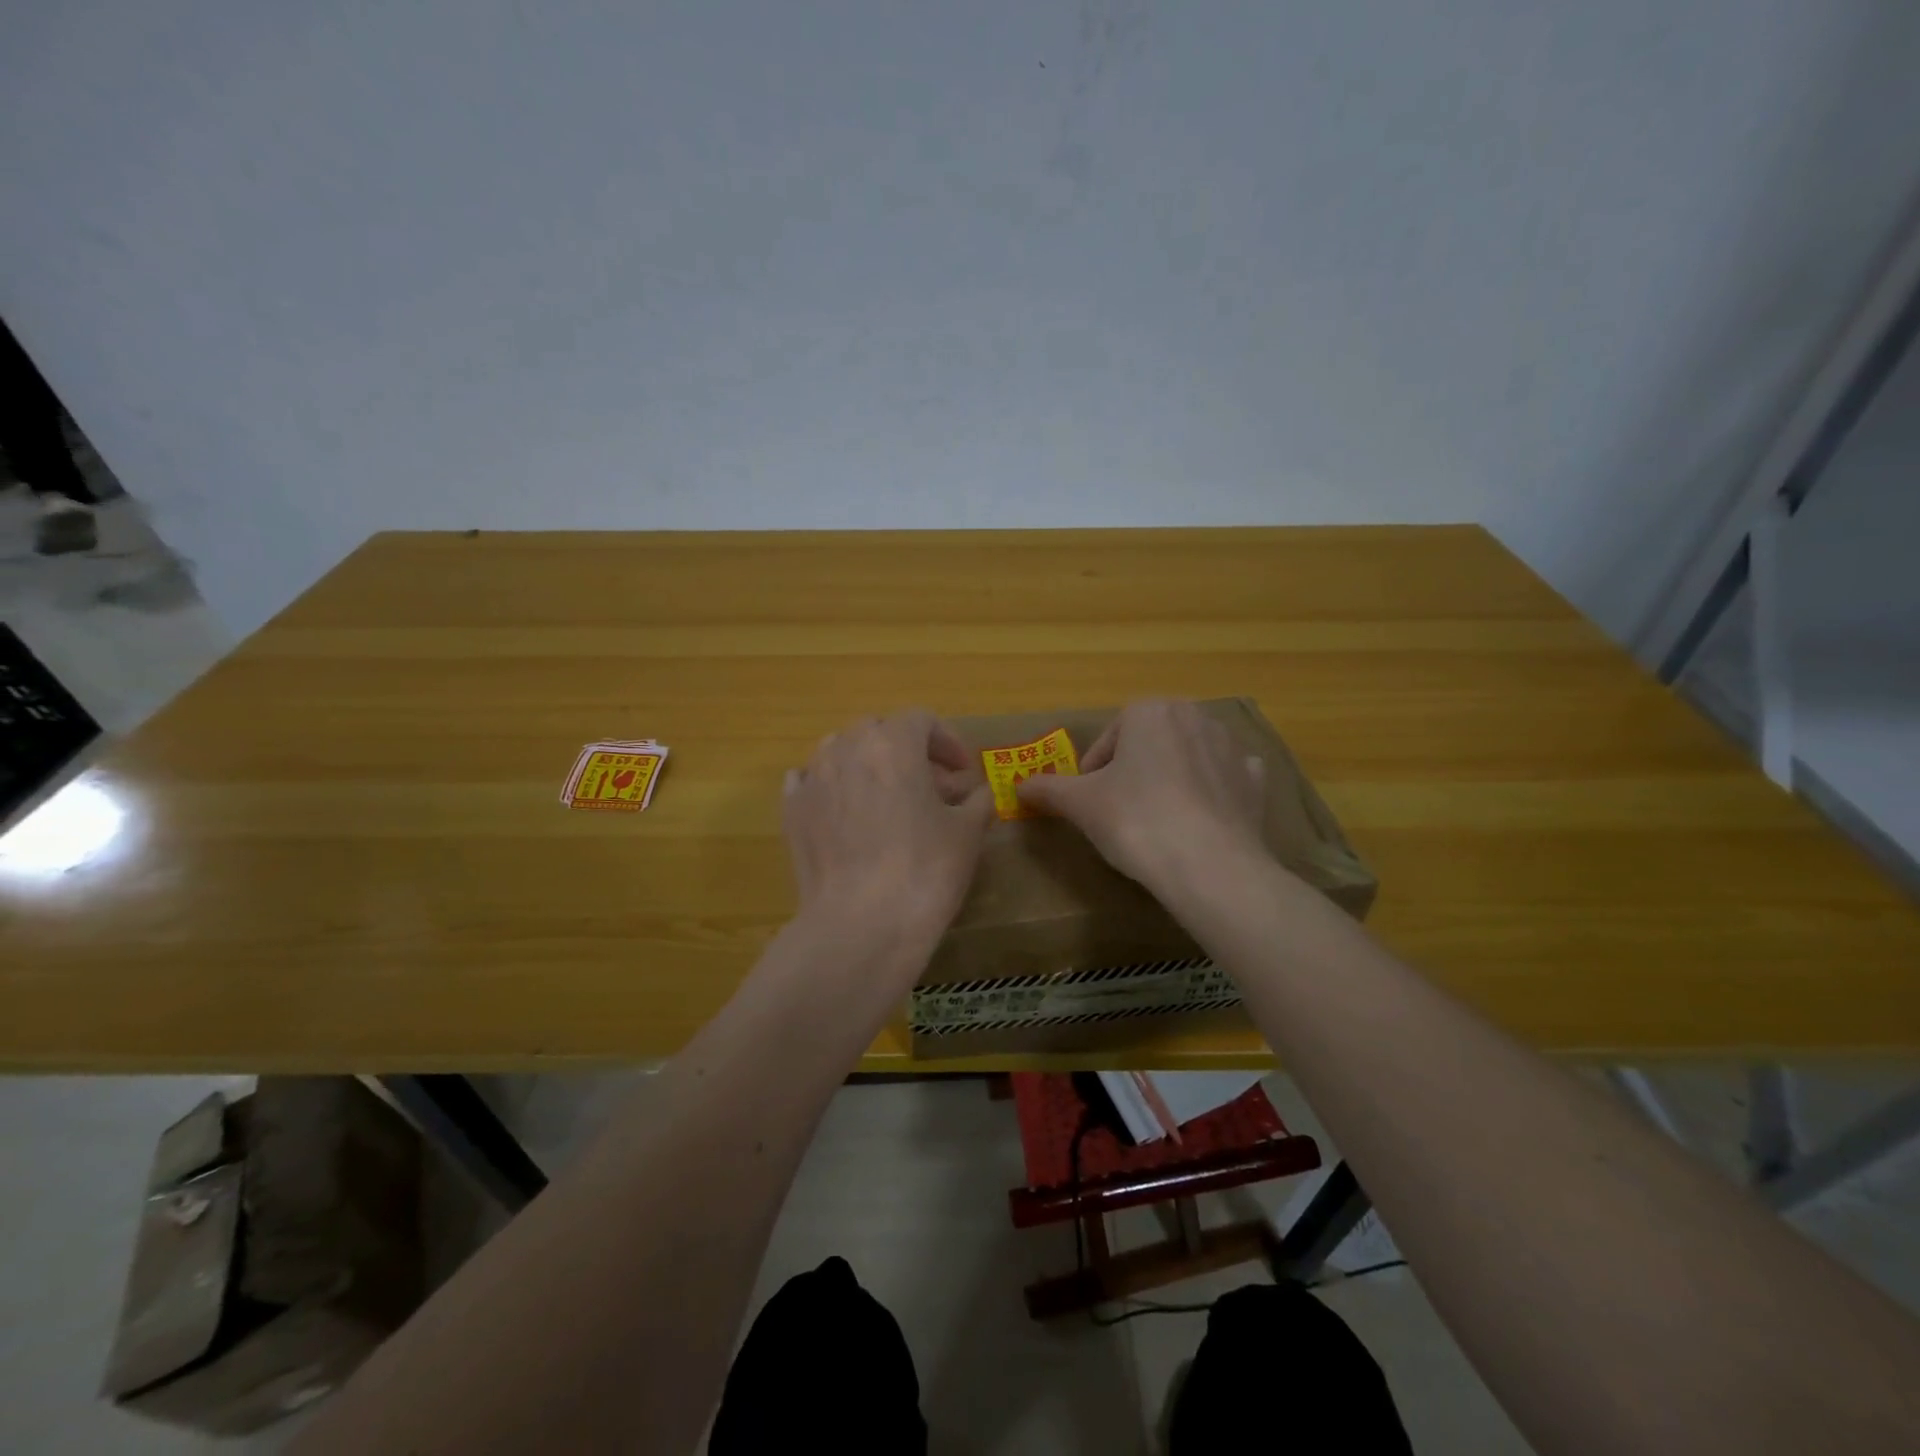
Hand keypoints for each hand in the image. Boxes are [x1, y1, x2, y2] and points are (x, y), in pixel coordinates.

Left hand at [783, 710, 993, 939]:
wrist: (860, 925)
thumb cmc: (924, 870)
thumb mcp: (967, 833)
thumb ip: (978, 801)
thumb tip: (979, 794)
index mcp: (893, 743)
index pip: (922, 720)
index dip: (948, 741)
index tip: (963, 772)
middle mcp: (847, 748)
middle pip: (880, 731)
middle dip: (908, 752)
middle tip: (931, 789)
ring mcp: (813, 778)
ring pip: (841, 751)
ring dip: (868, 765)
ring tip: (886, 800)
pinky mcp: (791, 811)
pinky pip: (809, 781)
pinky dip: (831, 786)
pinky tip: (844, 812)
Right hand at [1015, 699, 1271, 893]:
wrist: (1209, 866)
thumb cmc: (1135, 821)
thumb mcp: (1080, 805)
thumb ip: (1047, 790)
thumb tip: (1018, 787)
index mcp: (1149, 711)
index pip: (1108, 741)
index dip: (1093, 773)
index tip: (1090, 804)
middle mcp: (1193, 715)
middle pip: (1148, 744)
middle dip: (1133, 772)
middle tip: (1120, 812)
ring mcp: (1230, 747)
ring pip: (1185, 757)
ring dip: (1169, 779)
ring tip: (1158, 821)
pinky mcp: (1255, 780)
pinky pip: (1224, 778)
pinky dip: (1210, 792)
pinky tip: (1200, 820)